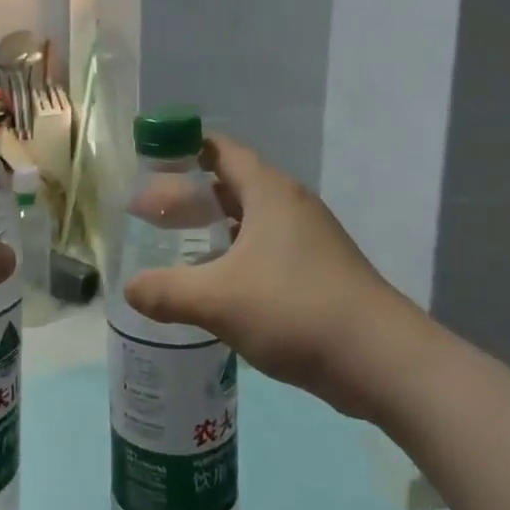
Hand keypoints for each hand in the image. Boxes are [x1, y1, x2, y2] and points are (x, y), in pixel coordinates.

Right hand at [123, 133, 414, 420]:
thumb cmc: (295, 309)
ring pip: (249, 220)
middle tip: (149, 215)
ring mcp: (307, 238)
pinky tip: (214, 286)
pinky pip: (265, 249)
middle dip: (189, 197)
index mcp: (269, 191)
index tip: (149, 164)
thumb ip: (167, 292)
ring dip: (212, 230)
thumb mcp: (219, 300)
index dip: (182, 150)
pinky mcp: (317, 271)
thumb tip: (128, 289)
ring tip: (174, 249)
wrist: (381, 360)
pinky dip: (234, 257)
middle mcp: (289, 205)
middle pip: (230, 185)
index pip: (219, 149)